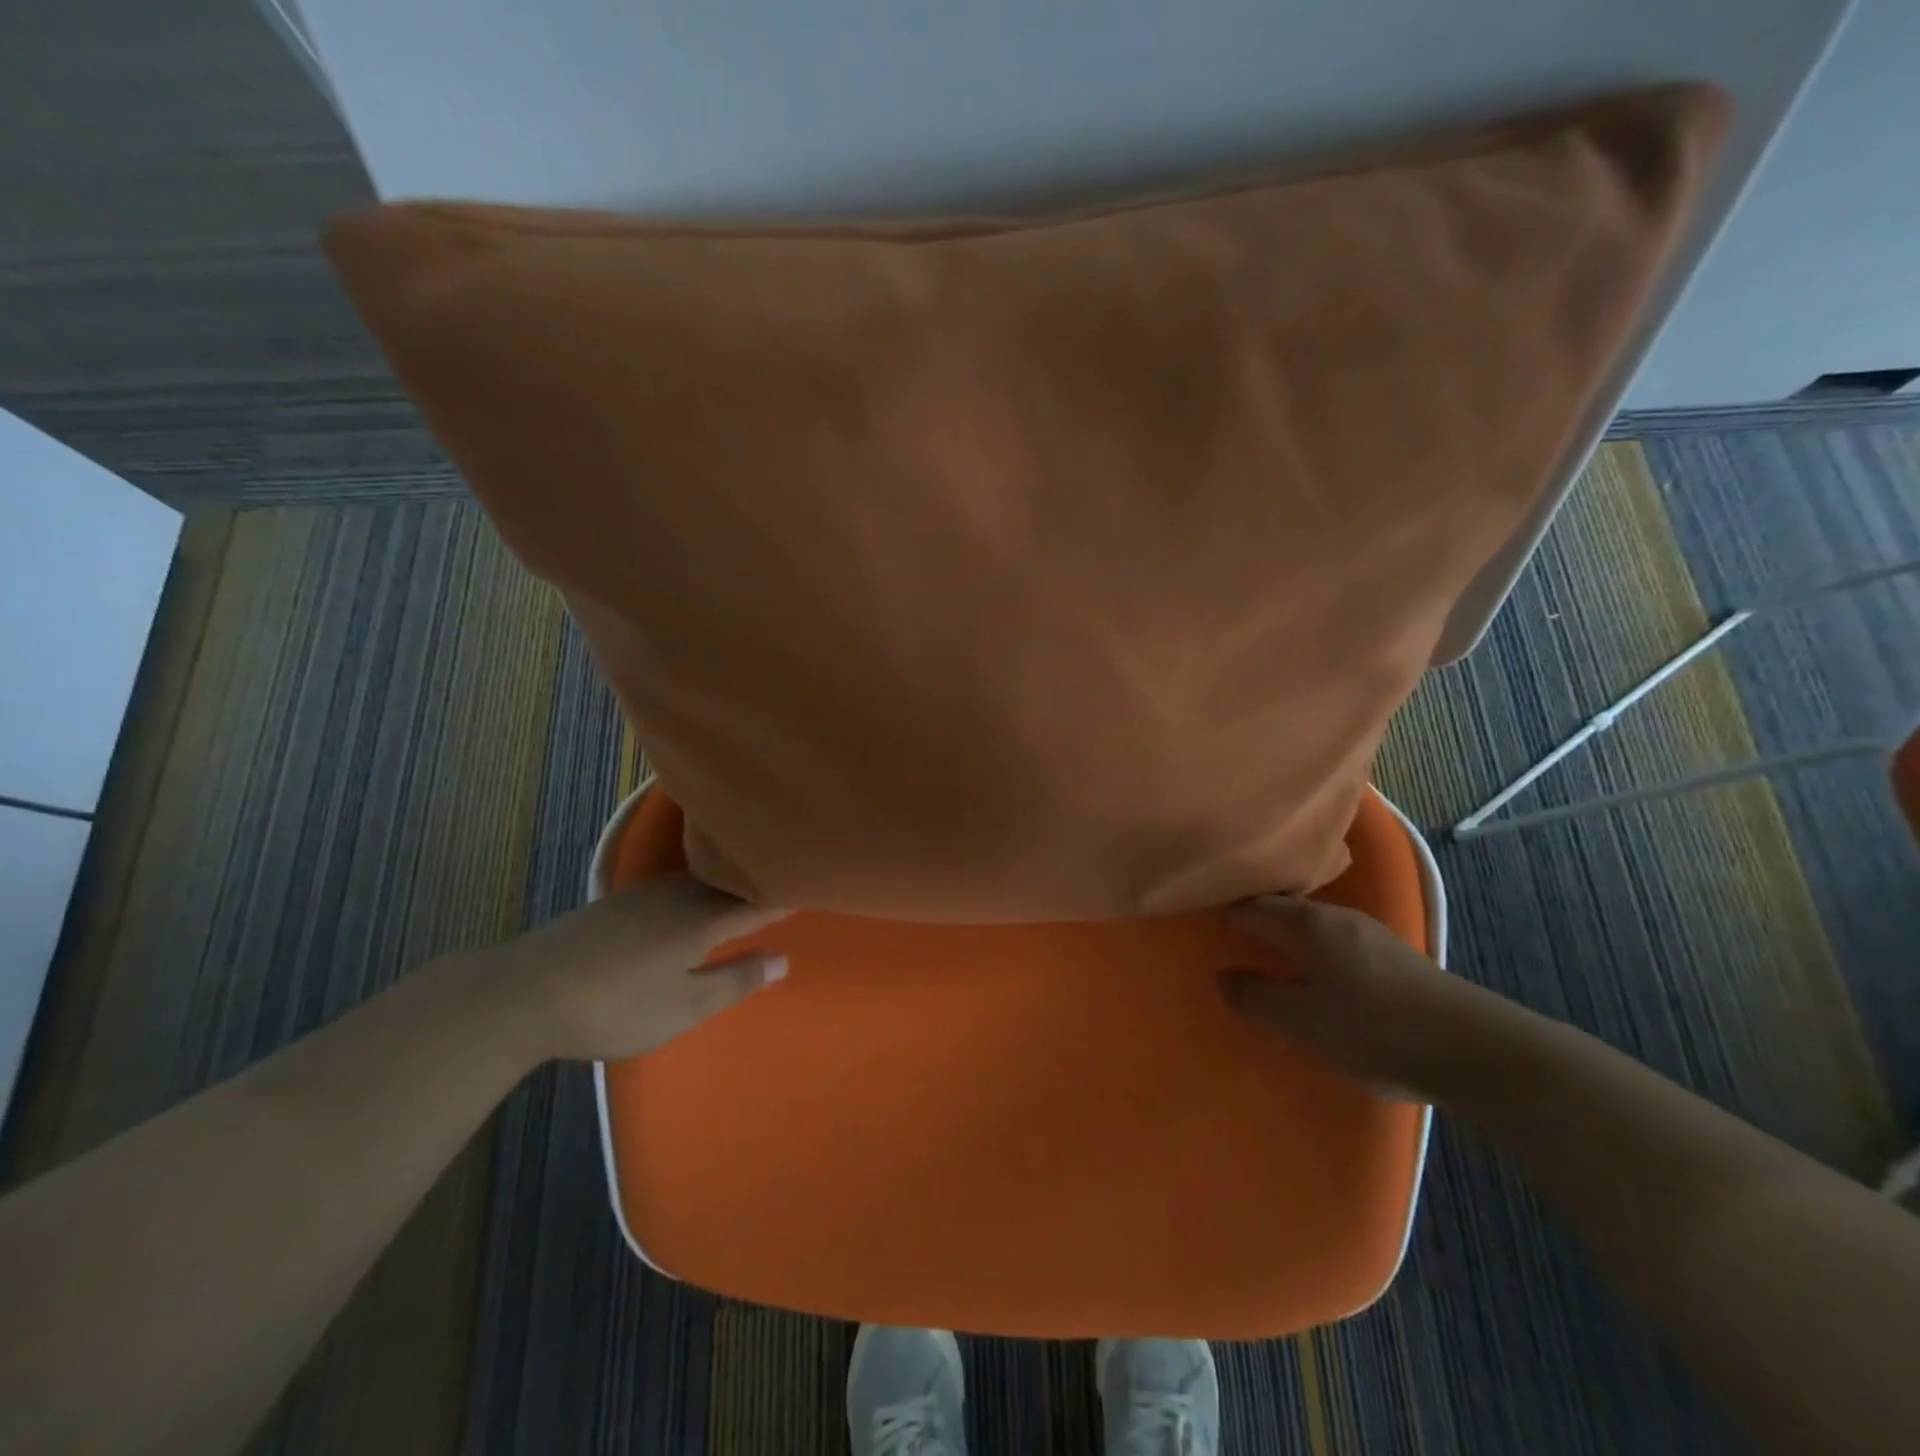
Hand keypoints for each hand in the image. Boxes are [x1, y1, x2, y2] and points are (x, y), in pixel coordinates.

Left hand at [476, 876, 792, 1062]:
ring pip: (701, 881)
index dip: (785, 896)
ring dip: (727, 883)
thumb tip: (784, 958)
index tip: (814, 884)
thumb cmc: (615, 1006)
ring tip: (748, 886)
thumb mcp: (683, 1007)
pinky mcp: (618, 902)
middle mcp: (679, 896)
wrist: (524, 993)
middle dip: (759, 883)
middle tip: (787, 881)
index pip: (757, 902)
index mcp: (702, 920)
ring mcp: (645, 894)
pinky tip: (692, 896)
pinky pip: (676, 885)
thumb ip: (736, 981)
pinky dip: (698, 887)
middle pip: (730, 884)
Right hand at [1218, 895, 1511, 1101]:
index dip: (1222, 910)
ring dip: (1284, 932)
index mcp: (1308, 925)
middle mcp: (1336, 917)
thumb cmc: (1376, 1030)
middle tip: (1223, 934)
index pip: (1251, 905)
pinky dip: (1310, 947)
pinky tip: (1313, 971)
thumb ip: (1258, 999)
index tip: (1197, 917)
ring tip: (1262, 952)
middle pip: (1282, 907)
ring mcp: (1370, 933)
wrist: (1478, 1051)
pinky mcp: (1393, 956)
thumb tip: (1223, 978)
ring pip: (1310, 922)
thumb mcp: (1305, 1022)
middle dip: (1252, 916)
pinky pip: (1333, 939)